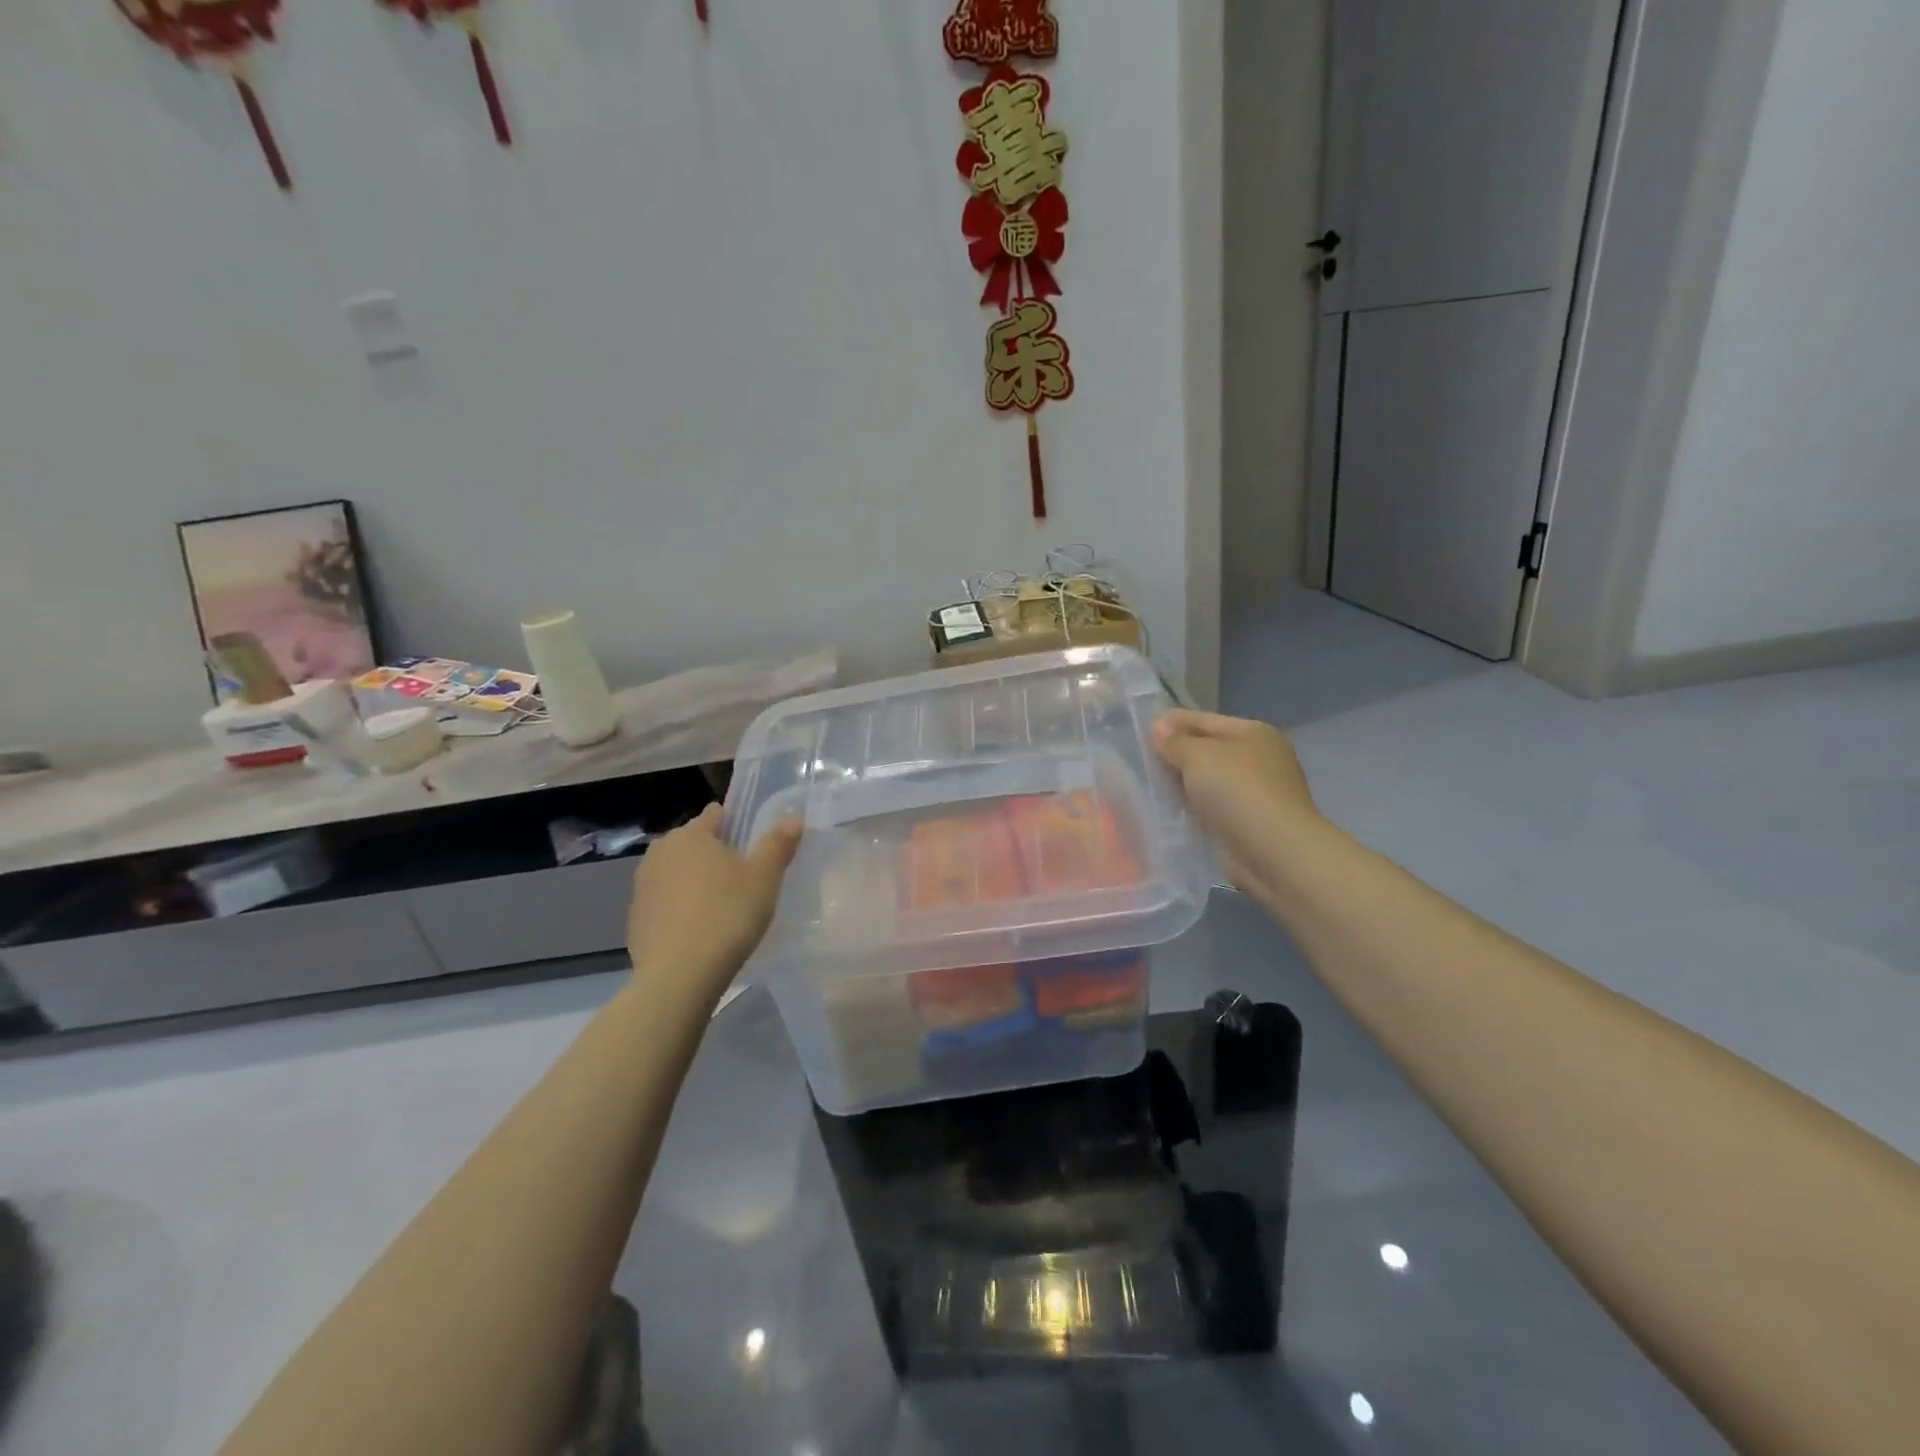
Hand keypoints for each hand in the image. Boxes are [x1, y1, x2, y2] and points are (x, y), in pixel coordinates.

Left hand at [626, 805, 801, 996]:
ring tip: (722, 906)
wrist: (679, 976)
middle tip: (743, 878)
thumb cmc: (727, 915)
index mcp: (691, 834)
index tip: (752, 844)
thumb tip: (792, 817)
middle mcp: (660, 852)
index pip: (715, 814)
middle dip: (714, 853)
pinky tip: (699, 930)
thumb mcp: (765, 877)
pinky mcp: (635, 919)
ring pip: (676, 873)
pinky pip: (664, 902)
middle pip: (693, 843)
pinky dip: (680, 908)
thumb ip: (778, 843)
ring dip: (695, 881)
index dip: (735, 824)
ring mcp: (642, 886)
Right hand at [1151, 710, 1321, 900]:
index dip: (1171, 723)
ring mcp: (1256, 792)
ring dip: (1182, 784)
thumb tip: (1158, 727)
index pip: (1204, 719)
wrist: (1274, 852)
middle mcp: (1259, 758)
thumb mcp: (1199, 756)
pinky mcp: (1248, 822)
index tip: (1141, 732)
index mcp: (1253, 733)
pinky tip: (1170, 812)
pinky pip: (1211, 807)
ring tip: (1149, 786)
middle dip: (1176, 754)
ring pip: (1208, 780)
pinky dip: (1193, 808)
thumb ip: (1175, 741)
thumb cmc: (1238, 792)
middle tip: (1140, 761)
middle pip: (1207, 749)